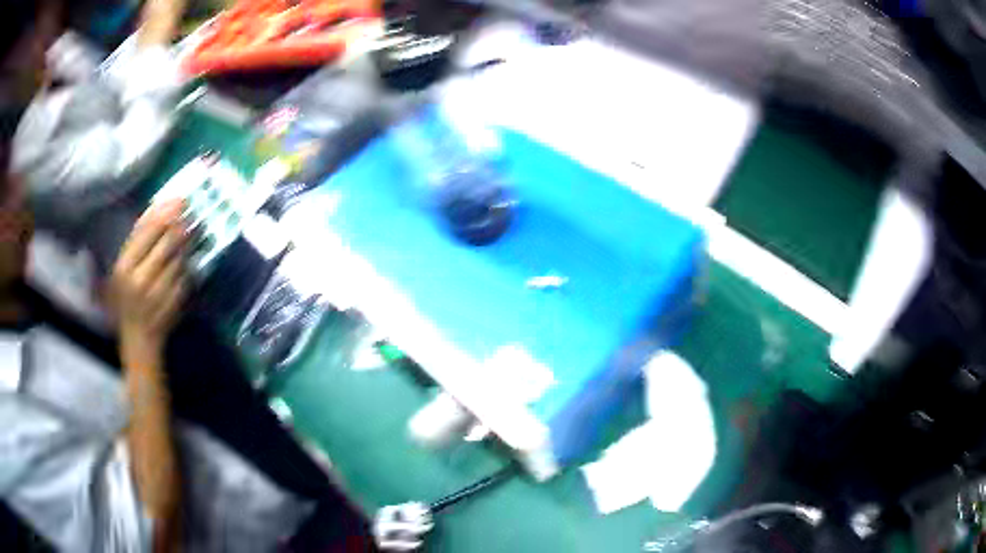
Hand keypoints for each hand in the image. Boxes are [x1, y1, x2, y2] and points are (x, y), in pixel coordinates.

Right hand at [111, 199, 189, 348]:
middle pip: (166, 242)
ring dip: (187, 241)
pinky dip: (189, 262)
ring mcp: (159, 292)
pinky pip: (185, 274)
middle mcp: (140, 279)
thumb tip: (159, 207)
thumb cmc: (126, 298)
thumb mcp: (123, 269)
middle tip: (191, 211)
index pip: (146, 232)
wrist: (138, 337)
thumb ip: (137, 242)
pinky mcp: (174, 302)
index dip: (165, 213)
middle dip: (181, 224)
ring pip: (179, 257)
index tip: (179, 199)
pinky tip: (189, 255)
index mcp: (124, 267)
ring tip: (193, 228)